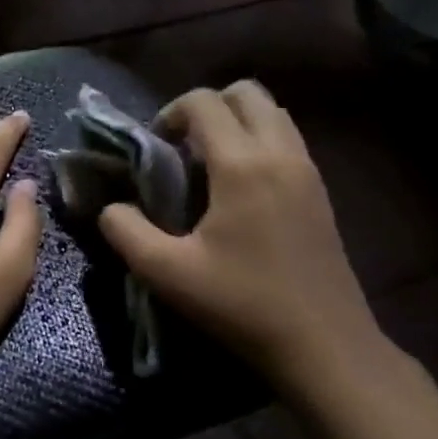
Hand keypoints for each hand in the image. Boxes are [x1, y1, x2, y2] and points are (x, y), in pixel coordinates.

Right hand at [97, 81, 389, 396]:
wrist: (325, 346)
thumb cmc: (242, 304)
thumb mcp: (167, 273)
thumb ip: (126, 231)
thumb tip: (112, 207)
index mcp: (242, 165)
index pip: (203, 102)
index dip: (171, 113)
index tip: (155, 147)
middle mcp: (280, 153)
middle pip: (245, 92)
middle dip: (207, 107)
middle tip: (183, 146)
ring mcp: (308, 170)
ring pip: (272, 113)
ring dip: (236, 122)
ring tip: (210, 165)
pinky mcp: (321, 192)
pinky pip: (287, 139)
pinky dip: (259, 141)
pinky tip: (240, 189)